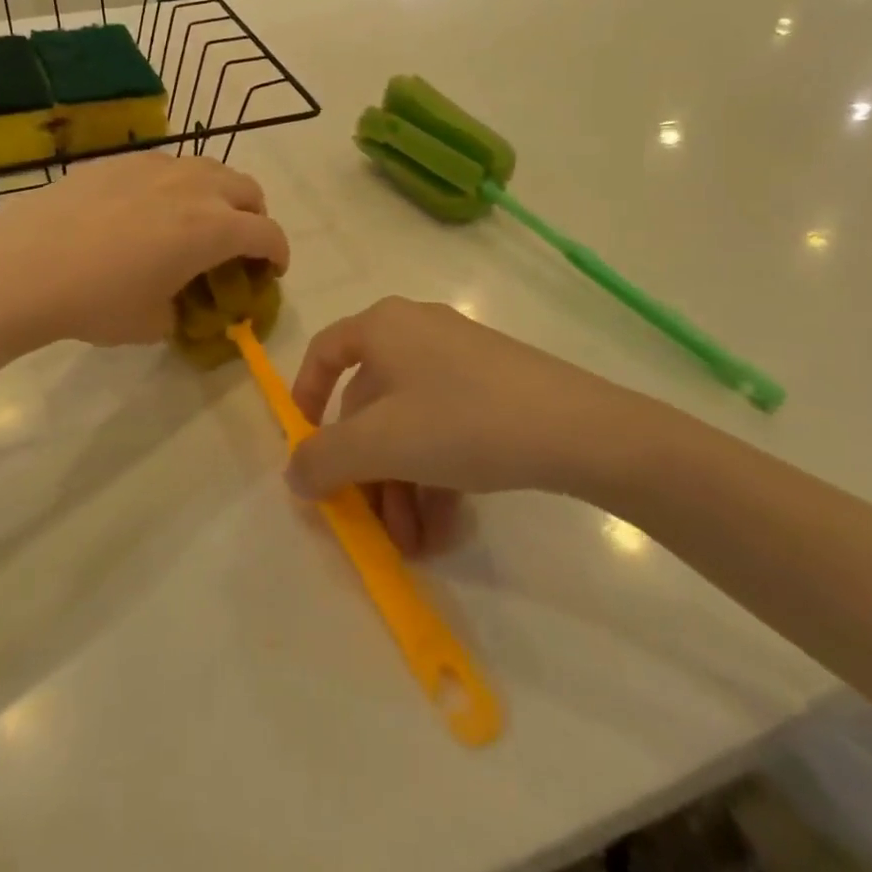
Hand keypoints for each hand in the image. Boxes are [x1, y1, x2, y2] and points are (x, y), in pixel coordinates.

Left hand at [0, 152, 289, 349]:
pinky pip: (168, 165)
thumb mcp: (151, 324)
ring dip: (219, 194)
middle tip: (237, 244)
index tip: (272, 270)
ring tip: (196, 220)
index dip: (279, 253)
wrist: (24, 264)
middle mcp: (195, 187)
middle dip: (254, 217)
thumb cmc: (96, 301)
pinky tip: (147, 210)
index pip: (268, 234)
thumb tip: (180, 305)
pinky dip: (178, 185)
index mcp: (213, 229)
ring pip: (210, 168)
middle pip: (248, 190)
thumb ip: (182, 312)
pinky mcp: (122, 160)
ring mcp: (157, 166)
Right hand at [285, 298, 646, 553]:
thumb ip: (324, 460)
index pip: (325, 352)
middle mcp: (416, 332)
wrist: (577, 427)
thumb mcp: (380, 445)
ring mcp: (459, 358)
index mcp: (383, 327)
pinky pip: (446, 426)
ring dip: (403, 486)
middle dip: (368, 472)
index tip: (306, 449)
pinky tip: (446, 527)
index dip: (305, 398)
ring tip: (416, 543)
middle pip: (371, 404)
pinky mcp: (494, 385)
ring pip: (410, 424)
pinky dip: (437, 475)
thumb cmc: (461, 420)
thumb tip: (295, 474)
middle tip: (374, 526)